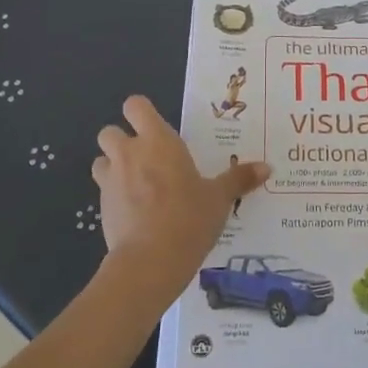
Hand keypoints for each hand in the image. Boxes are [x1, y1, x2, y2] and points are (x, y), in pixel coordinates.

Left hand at [92, 95, 269, 293]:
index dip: (141, 113)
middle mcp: (130, 154)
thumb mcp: (220, 198)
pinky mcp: (101, 209)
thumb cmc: (189, 218)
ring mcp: (110, 181)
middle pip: (109, 131)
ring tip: (136, 184)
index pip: (136, 106)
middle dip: (122, 140)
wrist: (150, 261)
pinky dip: (114, 197)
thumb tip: (267, 167)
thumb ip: (239, 179)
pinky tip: (135, 213)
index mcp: (158, 141)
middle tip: (146, 158)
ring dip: (112, 167)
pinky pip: (103, 192)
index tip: (157, 129)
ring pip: (100, 160)